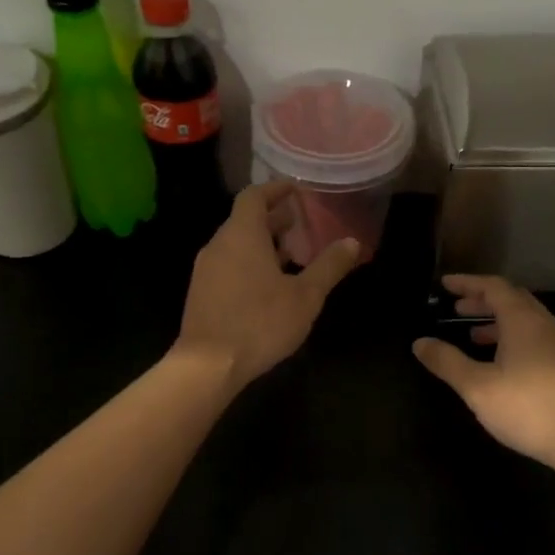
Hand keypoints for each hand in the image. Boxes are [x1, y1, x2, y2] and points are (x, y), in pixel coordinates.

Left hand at [173, 180, 362, 390]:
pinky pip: (228, 264)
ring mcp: (206, 269)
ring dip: (262, 242)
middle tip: (300, 223)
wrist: (208, 365)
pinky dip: (249, 261)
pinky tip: (269, 285)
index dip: (275, 189)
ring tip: (290, 254)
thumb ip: (329, 266)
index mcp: (242, 235)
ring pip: (236, 243)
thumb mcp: (306, 295)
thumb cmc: (260, 322)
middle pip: (244, 219)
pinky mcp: (201, 292)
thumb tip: (352, 242)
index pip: (254, 196)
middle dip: (273, 218)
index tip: (296, 190)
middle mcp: (219, 245)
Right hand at [412, 274, 554, 465]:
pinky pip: (535, 337)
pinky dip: (512, 338)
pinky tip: (501, 362)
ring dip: (497, 321)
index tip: (445, 284)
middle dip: (482, 300)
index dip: (468, 283)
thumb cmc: (527, 407)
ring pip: (525, 320)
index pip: (494, 287)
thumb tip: (420, 342)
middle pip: (511, 299)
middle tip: (456, 308)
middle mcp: (544, 324)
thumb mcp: (478, 387)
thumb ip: (447, 362)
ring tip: (472, 336)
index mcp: (523, 320)